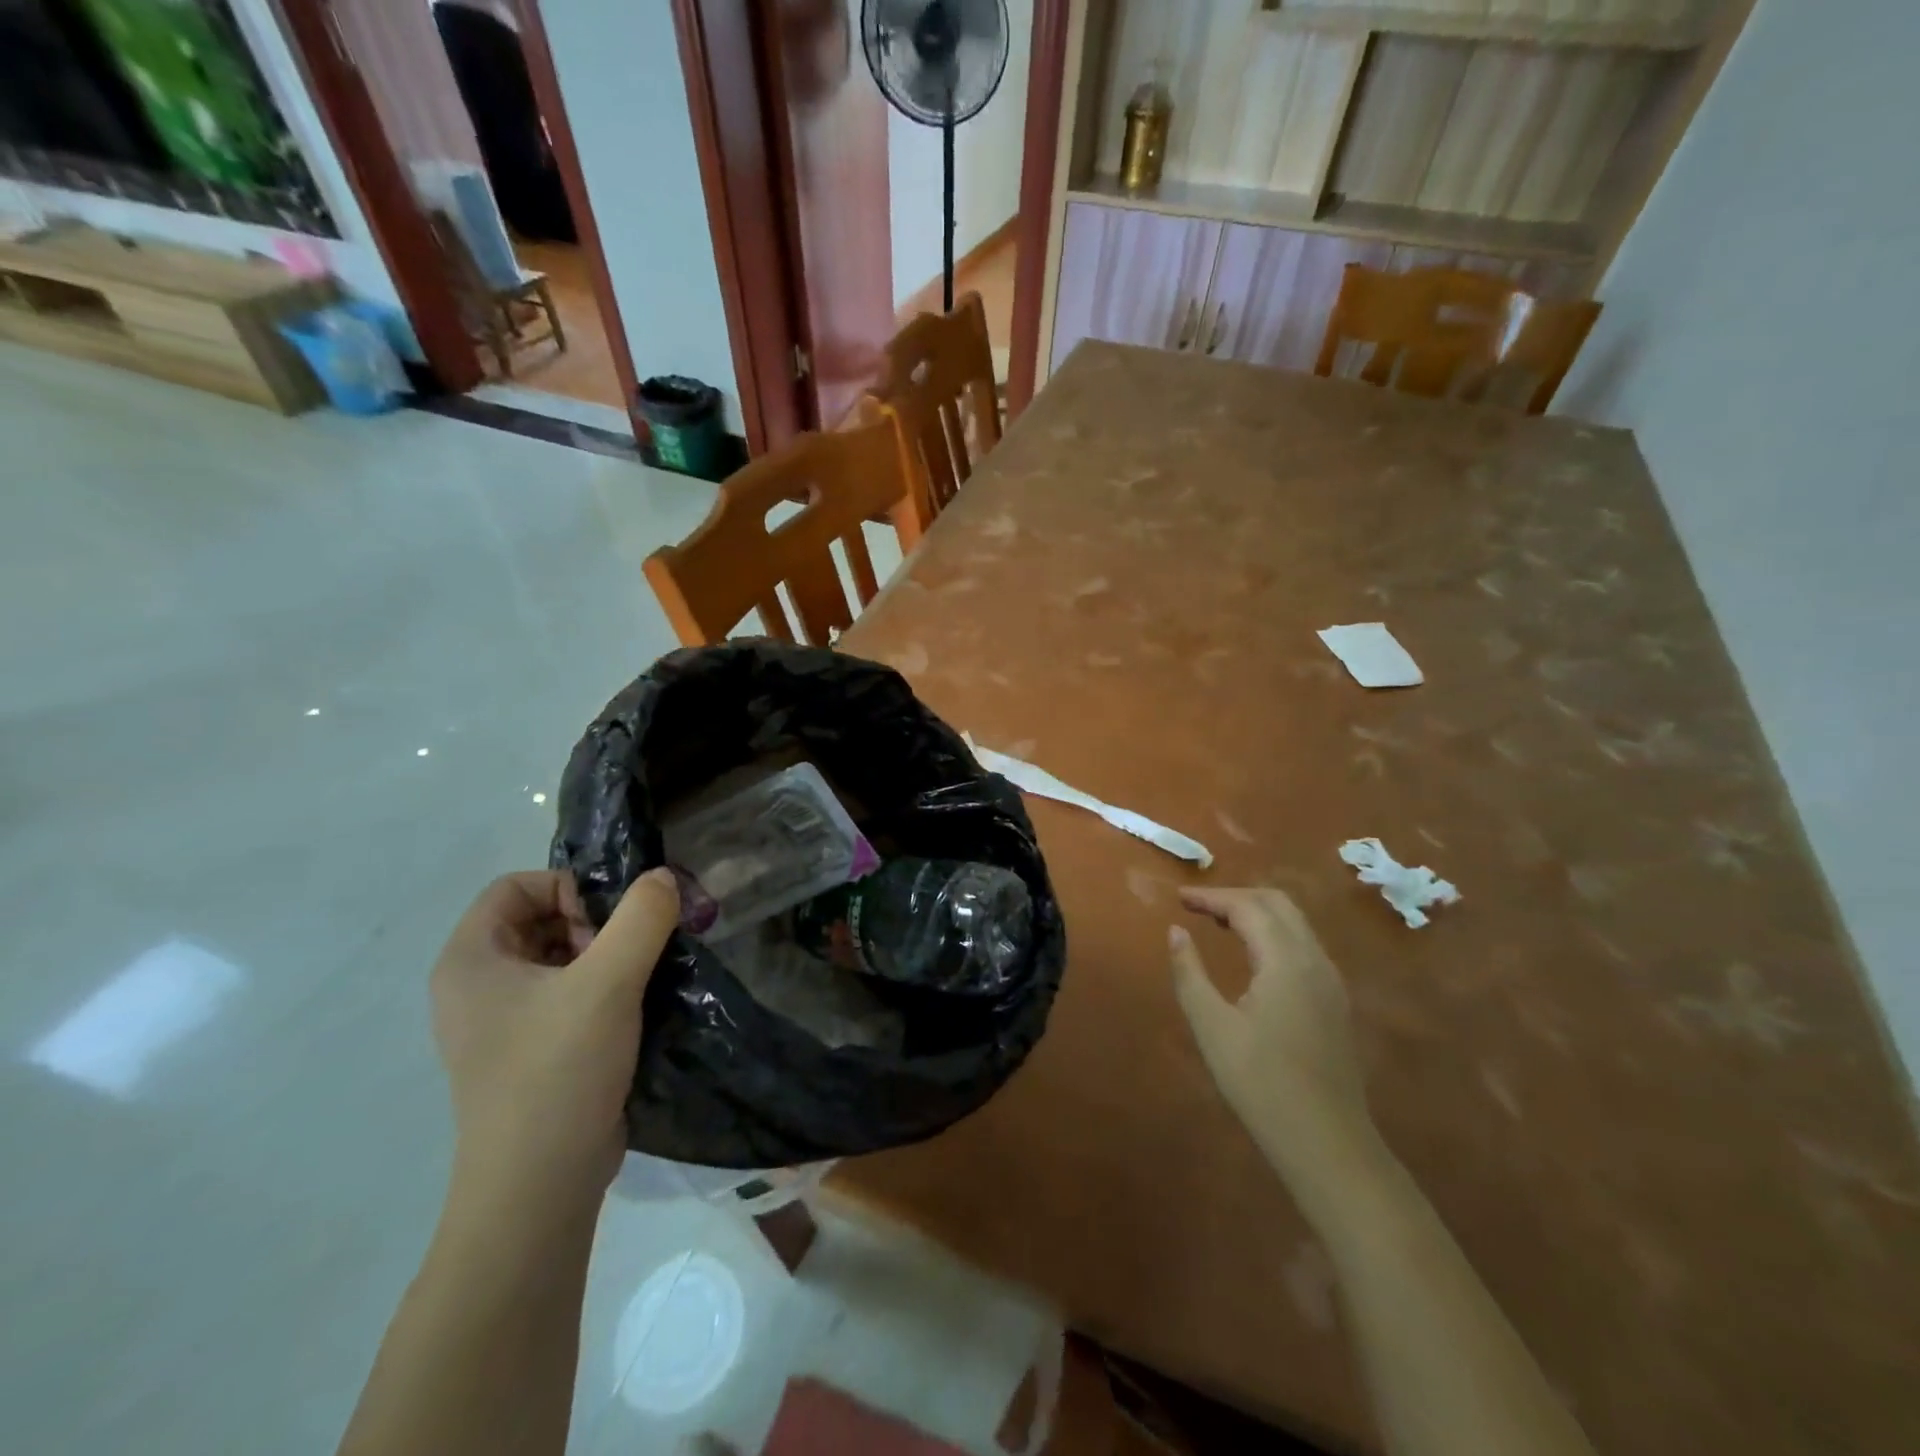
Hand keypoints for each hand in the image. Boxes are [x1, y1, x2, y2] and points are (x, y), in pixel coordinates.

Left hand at [429, 868, 678, 1213]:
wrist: (539, 1187)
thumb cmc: (558, 1071)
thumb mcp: (608, 982)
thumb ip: (642, 917)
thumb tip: (664, 877)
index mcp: (470, 961)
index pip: (515, 886)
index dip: (566, 888)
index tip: (608, 923)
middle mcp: (475, 986)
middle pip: (538, 919)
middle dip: (592, 923)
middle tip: (627, 955)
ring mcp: (499, 1024)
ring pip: (556, 958)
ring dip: (604, 956)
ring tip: (636, 982)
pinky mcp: (527, 1052)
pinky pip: (563, 996)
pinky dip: (600, 989)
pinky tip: (633, 1010)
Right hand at [1170, 887, 1371, 1174]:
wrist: (1328, 1144)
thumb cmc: (1261, 1084)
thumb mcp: (1212, 1027)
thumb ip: (1190, 973)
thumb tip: (1176, 931)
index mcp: (1286, 961)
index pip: (1248, 907)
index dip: (1211, 897)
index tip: (1178, 898)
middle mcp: (1315, 960)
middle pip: (1278, 904)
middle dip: (1236, 897)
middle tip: (1198, 907)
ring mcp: (1331, 981)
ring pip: (1295, 924)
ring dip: (1256, 913)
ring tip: (1218, 924)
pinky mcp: (1334, 1001)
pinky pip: (1303, 946)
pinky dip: (1273, 934)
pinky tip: (1251, 956)